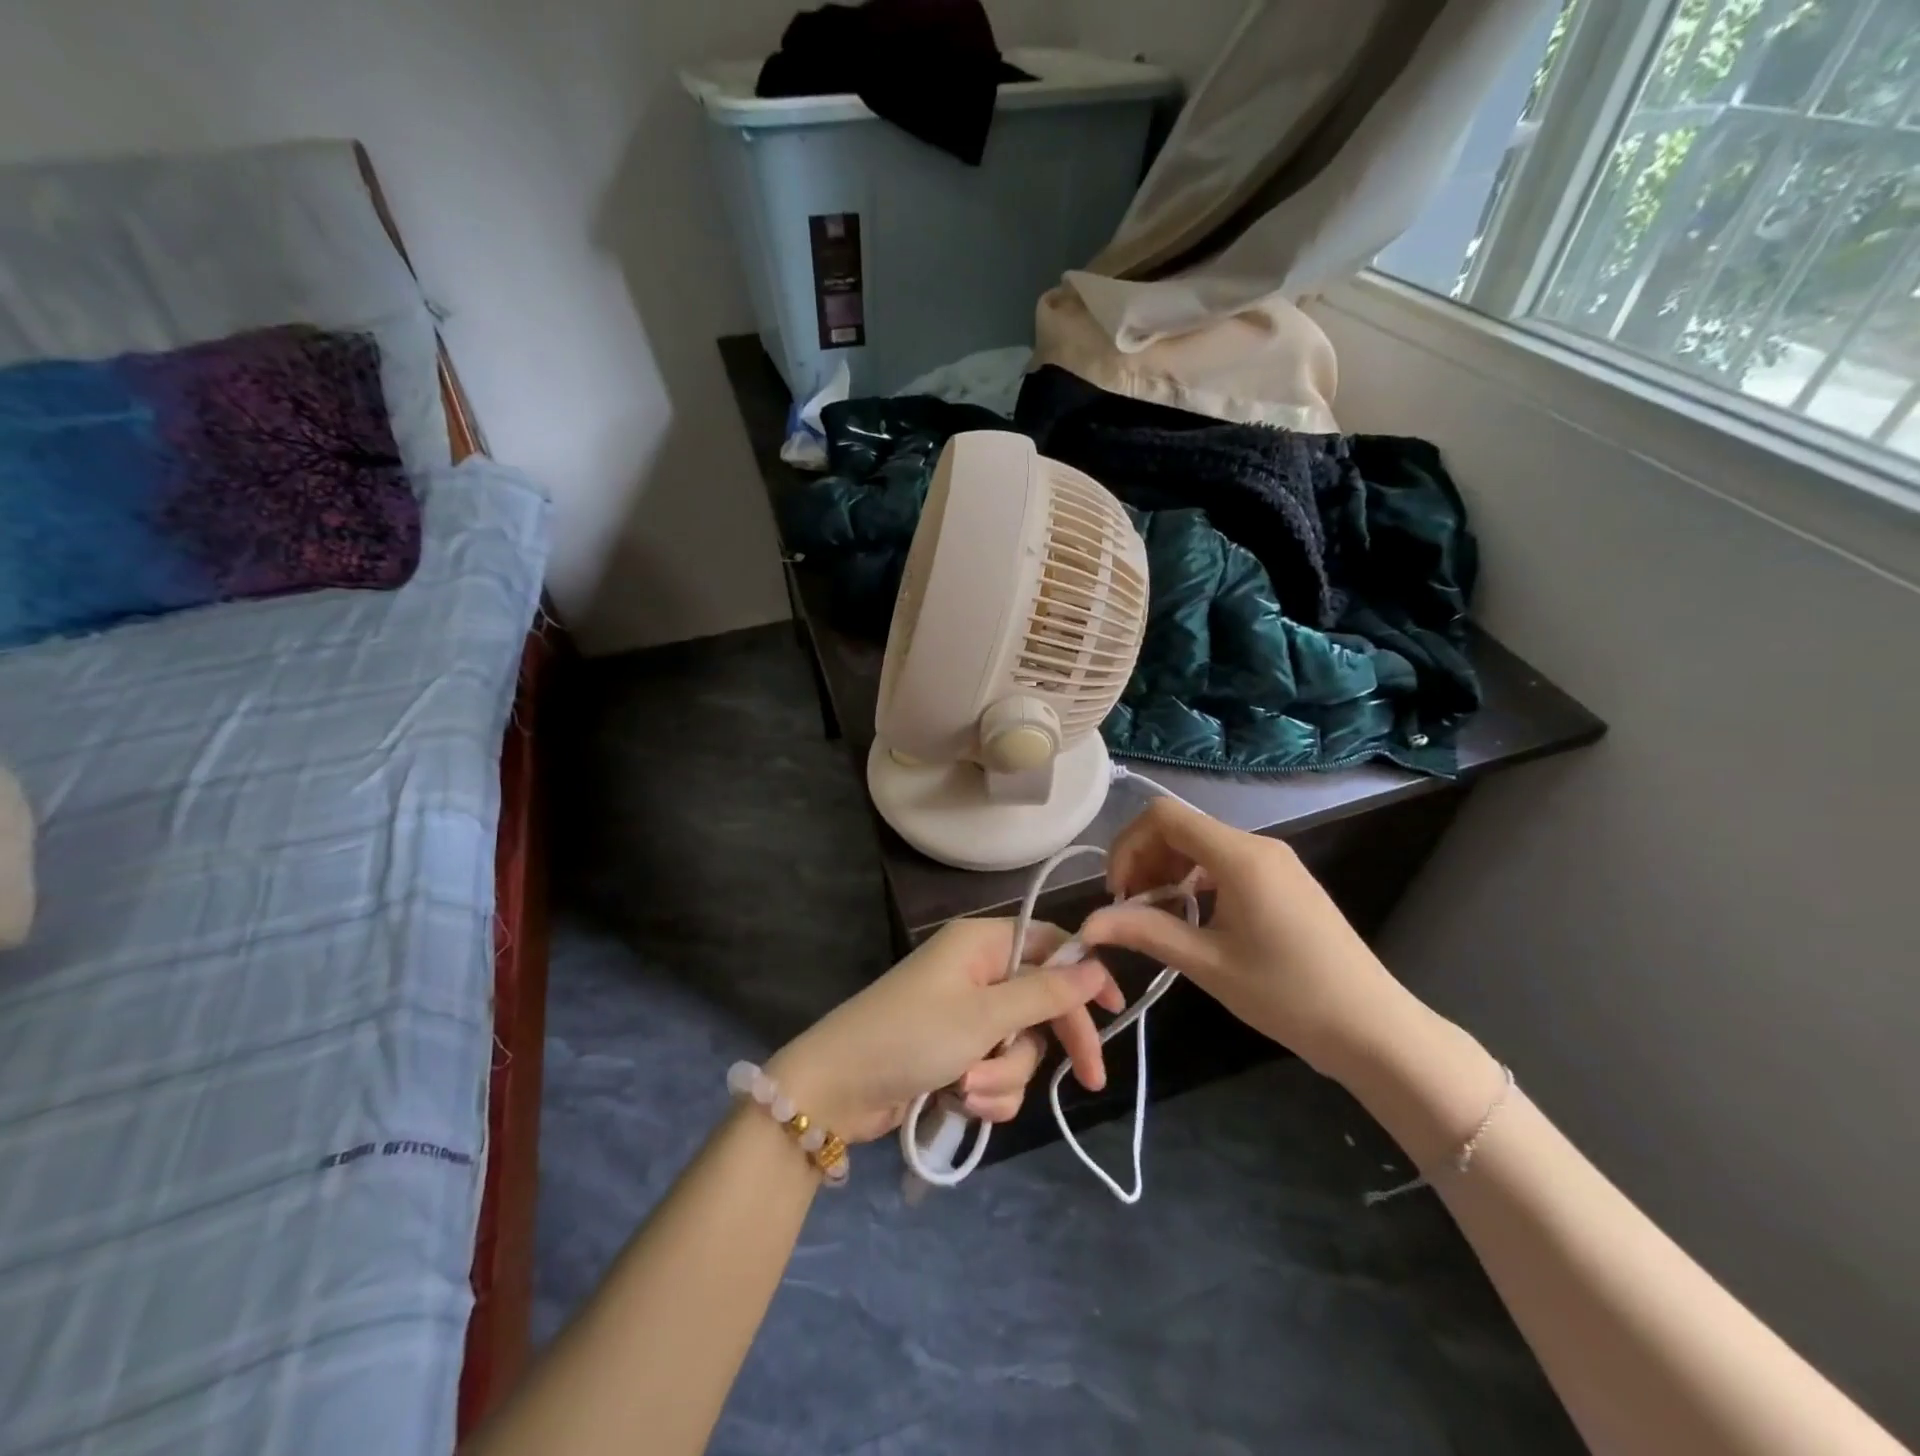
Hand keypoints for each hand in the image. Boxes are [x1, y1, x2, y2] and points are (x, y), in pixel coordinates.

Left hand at [767, 917, 1125, 1143]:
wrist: (837, 1088)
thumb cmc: (911, 1035)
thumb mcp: (984, 1015)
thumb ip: (1044, 992)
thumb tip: (1095, 964)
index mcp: (981, 944)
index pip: (1050, 946)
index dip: (1084, 974)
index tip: (1116, 1009)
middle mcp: (976, 972)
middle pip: (1041, 1001)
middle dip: (1054, 1042)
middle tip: (1088, 1080)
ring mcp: (964, 1014)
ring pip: (1019, 1044)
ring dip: (1005, 1074)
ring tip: (970, 1089)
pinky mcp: (953, 1052)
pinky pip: (995, 1069)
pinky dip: (986, 1090)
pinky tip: (961, 1102)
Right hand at [1079, 797, 1412, 1077]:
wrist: (1374, 1029)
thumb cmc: (1289, 996)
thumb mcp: (1208, 964)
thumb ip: (1145, 933)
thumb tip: (1088, 925)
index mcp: (1239, 856)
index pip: (1163, 816)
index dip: (1128, 845)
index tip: (1118, 893)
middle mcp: (1256, 846)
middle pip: (1179, 826)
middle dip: (1144, 860)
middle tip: (1131, 909)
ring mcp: (1274, 862)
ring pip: (1200, 844)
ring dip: (1167, 871)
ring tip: (1157, 917)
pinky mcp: (1283, 880)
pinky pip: (1223, 862)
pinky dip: (1194, 880)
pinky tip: (1192, 918)